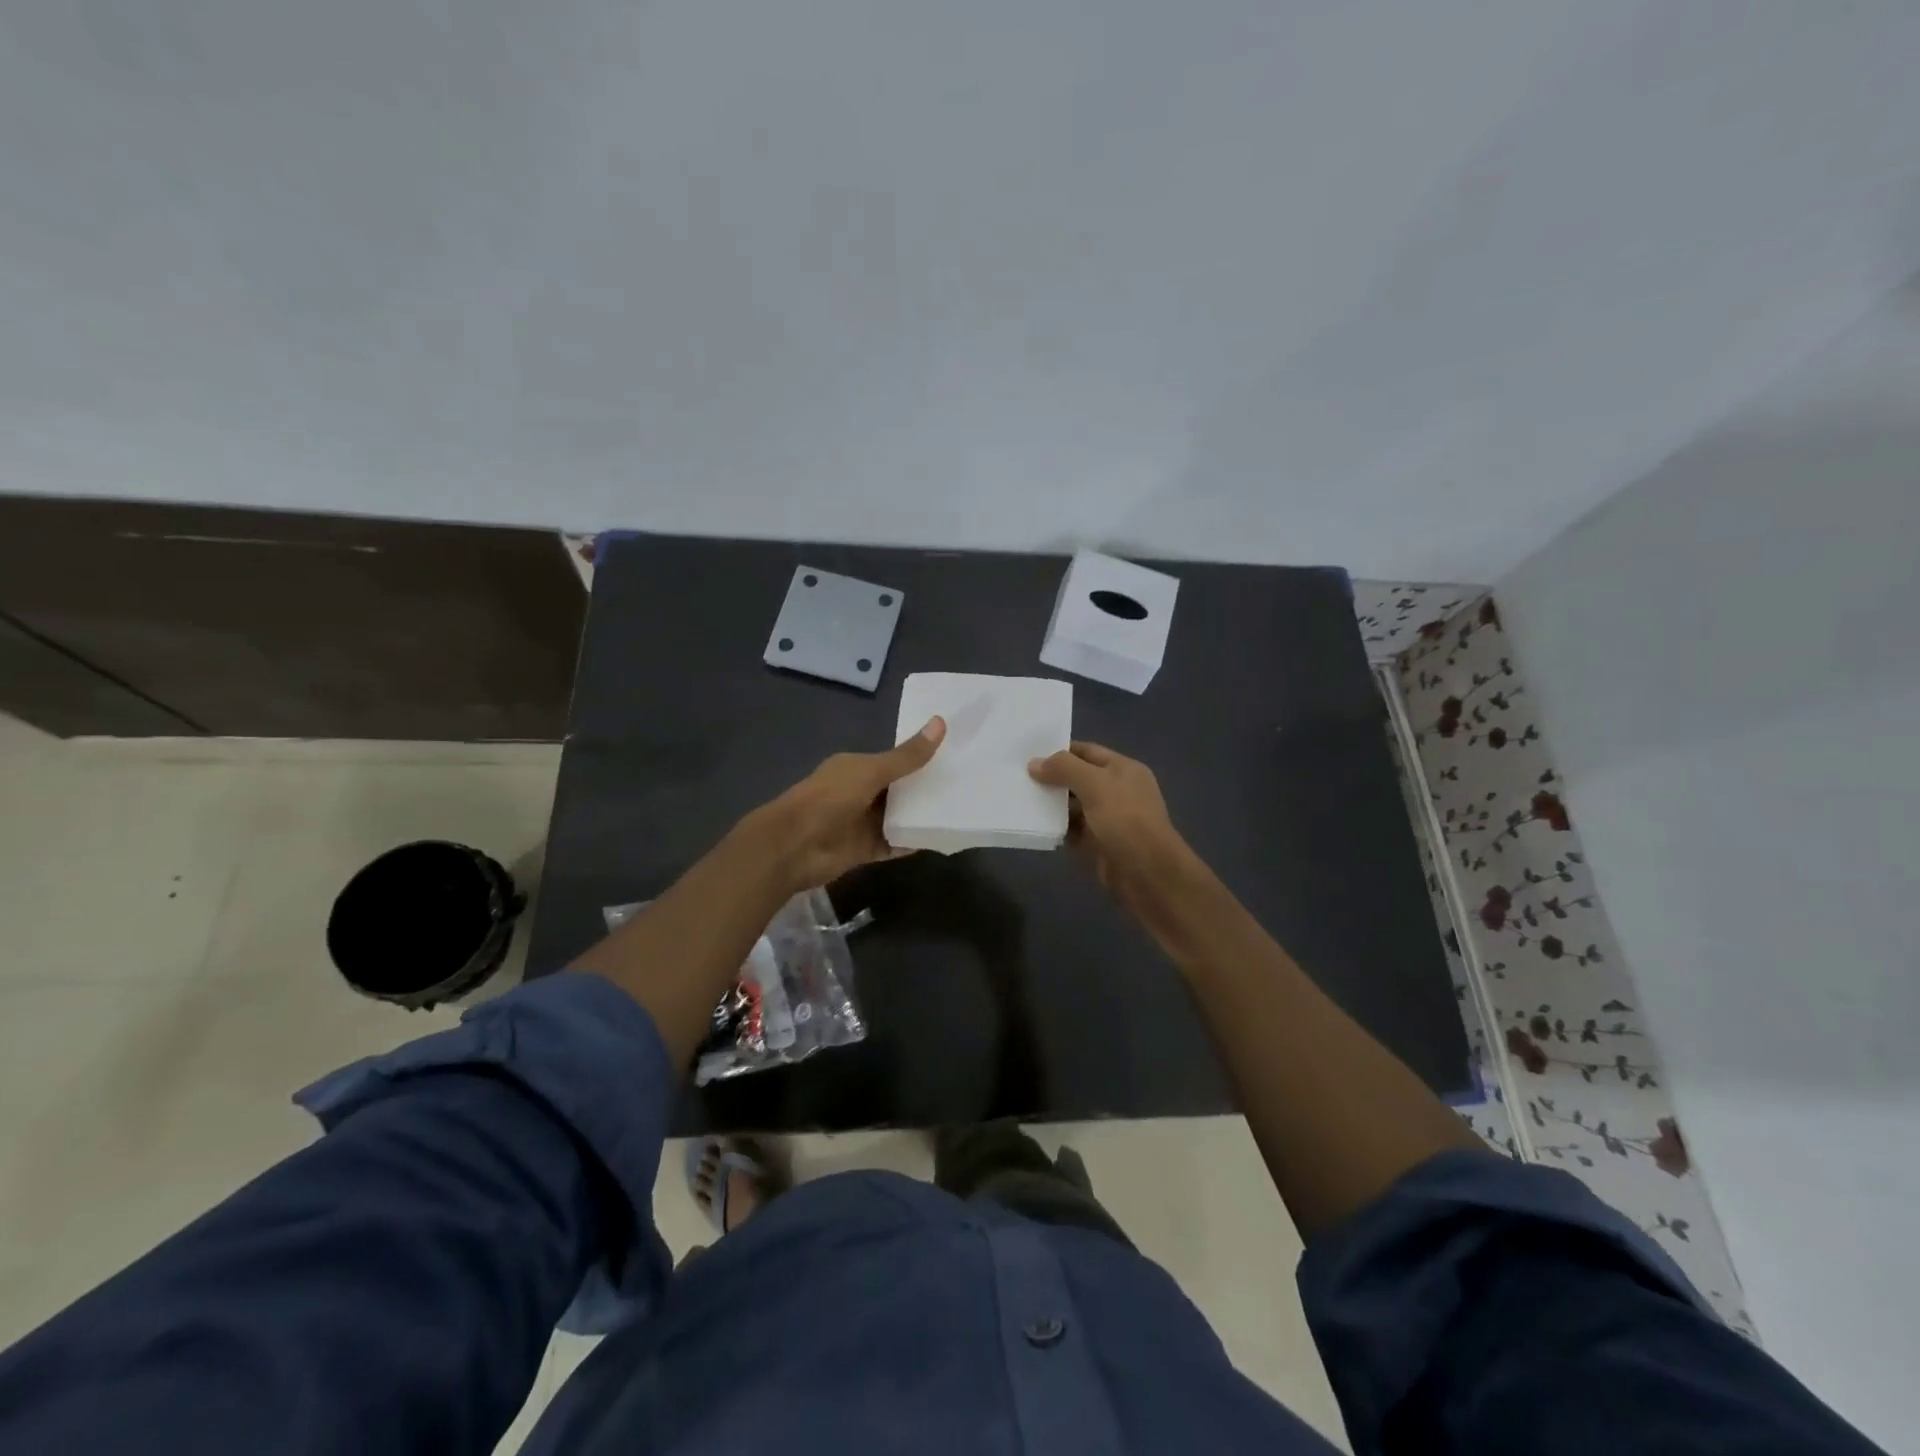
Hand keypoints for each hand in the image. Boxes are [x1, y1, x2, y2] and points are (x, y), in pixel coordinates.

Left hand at [743, 717, 946, 894]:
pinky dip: (912, 841)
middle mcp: (860, 792)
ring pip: (898, 817)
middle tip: (966, 784)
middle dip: (925, 787)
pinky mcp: (864, 849)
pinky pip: (894, 843)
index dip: (920, 757)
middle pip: (899, 789)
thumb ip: (907, 756)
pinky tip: (939, 838)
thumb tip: (940, 722)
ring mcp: (862, 822)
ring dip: (921, 815)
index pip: (894, 759)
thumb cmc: (830, 799)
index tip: (953, 754)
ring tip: (959, 810)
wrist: (794, 846)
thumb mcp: (872, 771)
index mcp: (857, 767)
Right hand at [1028, 741, 1190, 913]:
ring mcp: (1108, 820)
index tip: (1029, 754)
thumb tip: (1034, 764)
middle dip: (1052, 779)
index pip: (1087, 752)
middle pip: (1078, 779)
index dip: (1060, 751)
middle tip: (1018, 777)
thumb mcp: (1095, 784)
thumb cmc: (1125, 820)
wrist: (1147, 874)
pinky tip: (1035, 825)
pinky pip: (1073, 832)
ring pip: (1074, 807)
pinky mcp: (1098, 845)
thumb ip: (1064, 768)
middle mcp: (1117, 791)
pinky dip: (1057, 829)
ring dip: (1051, 805)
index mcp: (1123, 769)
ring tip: (1020, 799)